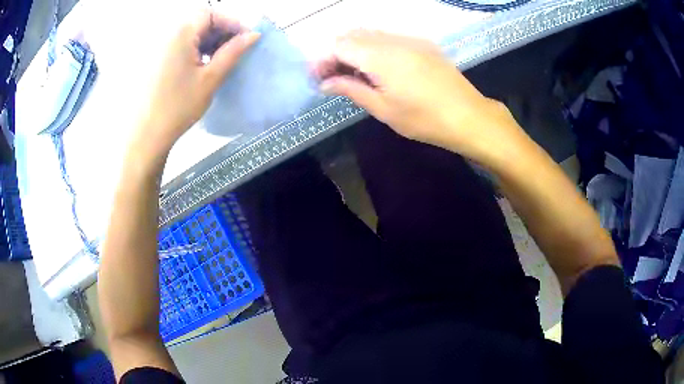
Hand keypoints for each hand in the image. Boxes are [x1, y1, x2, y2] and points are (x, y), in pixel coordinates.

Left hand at [138, 12, 258, 153]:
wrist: (146, 135)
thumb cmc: (178, 107)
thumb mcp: (210, 78)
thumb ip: (233, 52)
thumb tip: (253, 35)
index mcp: (180, 33)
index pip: (211, 13)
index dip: (231, 22)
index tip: (245, 39)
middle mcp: (166, 34)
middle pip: (198, 20)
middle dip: (220, 30)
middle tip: (234, 49)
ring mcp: (157, 46)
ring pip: (188, 32)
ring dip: (207, 39)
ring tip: (218, 58)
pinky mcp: (153, 59)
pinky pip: (177, 43)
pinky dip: (193, 47)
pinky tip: (199, 64)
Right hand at [315, 30, 523, 162]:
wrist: (469, 116)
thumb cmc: (425, 119)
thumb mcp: (383, 109)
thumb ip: (351, 89)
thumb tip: (326, 83)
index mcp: (380, 56)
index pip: (339, 45)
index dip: (323, 59)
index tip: (318, 79)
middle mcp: (392, 39)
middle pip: (352, 35)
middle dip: (336, 53)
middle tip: (333, 77)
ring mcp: (409, 39)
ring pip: (370, 34)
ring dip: (354, 49)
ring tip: (353, 74)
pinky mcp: (422, 43)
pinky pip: (388, 37)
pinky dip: (374, 48)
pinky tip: (377, 67)